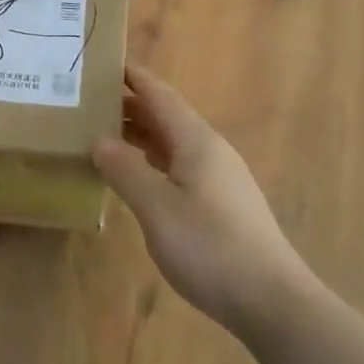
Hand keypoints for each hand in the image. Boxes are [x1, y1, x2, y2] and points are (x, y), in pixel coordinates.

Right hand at [93, 64, 313, 335]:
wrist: (272, 300)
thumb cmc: (210, 247)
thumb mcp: (158, 209)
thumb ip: (126, 171)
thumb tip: (99, 139)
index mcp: (196, 140)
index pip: (160, 96)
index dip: (135, 78)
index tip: (106, 63)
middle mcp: (211, 150)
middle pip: (168, 117)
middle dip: (132, 106)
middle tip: (91, 103)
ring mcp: (220, 177)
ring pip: (175, 143)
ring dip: (143, 135)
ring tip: (107, 135)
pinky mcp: (223, 203)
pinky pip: (182, 166)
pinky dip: (155, 161)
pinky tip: (140, 177)